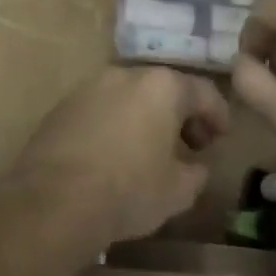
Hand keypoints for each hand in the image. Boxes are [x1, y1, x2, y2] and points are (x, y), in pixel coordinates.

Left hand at [5, 66, 228, 247]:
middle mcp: (125, 75)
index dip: (218, 115)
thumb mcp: (178, 191)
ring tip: (149, 150)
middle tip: (188, 144)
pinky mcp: (61, 106)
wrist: (54, 200)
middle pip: (163, 89)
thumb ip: (195, 173)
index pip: (203, 92)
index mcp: (161, 87)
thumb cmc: (128, 191)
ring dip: (144, 117)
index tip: (221, 138)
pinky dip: (114, 124)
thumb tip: (194, 167)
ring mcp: (89, 87)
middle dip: (179, 114)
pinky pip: (100, 110)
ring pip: (128, 97)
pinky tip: (114, 154)